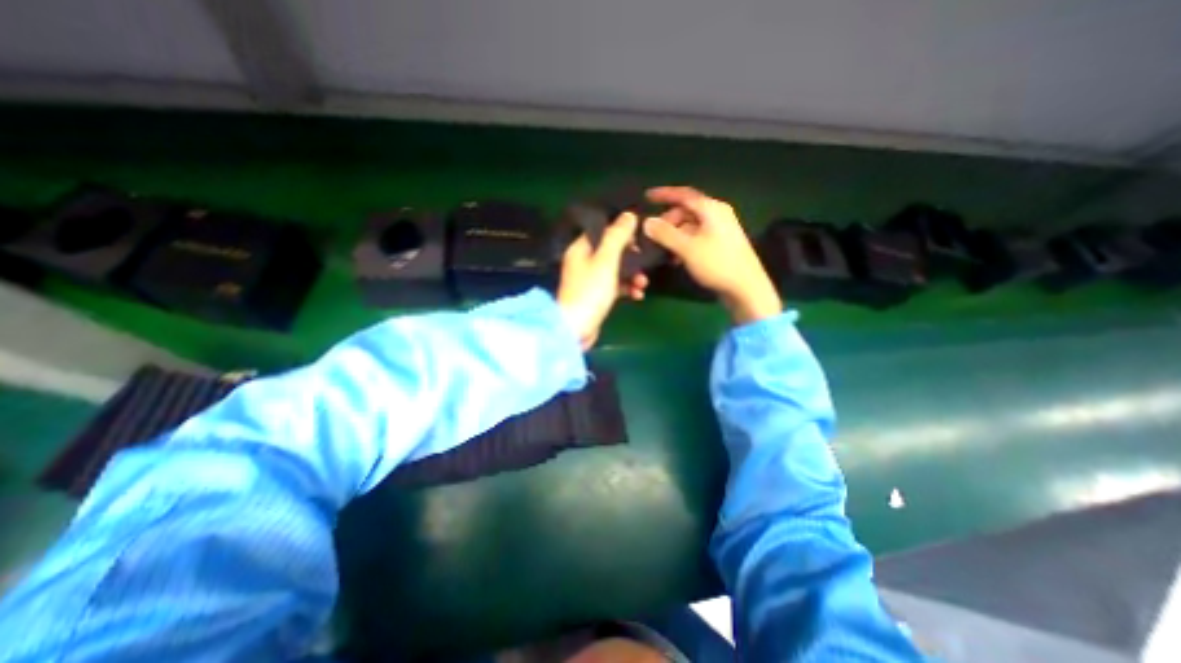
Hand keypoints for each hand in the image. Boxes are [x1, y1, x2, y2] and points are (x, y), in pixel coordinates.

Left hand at [560, 213, 650, 349]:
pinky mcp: (597, 296)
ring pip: (616, 270)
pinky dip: (627, 288)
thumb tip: (629, 215)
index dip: (621, 231)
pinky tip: (638, 295)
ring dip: (632, 275)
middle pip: (612, 251)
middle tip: (646, 261)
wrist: (577, 329)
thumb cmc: (590, 291)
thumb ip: (617, 237)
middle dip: (631, 257)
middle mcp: (583, 261)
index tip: (640, 237)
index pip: (602, 231)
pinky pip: (615, 286)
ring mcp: (590, 280)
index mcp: (580, 248)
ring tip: (643, 283)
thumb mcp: (606, 260)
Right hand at [641, 183, 782, 322]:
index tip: (647, 197)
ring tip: (664, 251)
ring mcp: (720, 229)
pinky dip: (684, 243)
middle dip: (668, 221)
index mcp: (711, 209)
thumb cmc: (717, 264)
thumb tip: (646, 222)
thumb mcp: (687, 248)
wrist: (746, 287)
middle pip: (686, 211)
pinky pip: (696, 237)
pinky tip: (677, 258)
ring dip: (675, 235)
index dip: (664, 194)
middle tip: (653, 235)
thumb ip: (665, 234)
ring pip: (690, 226)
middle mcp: (717, 214)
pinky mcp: (720, 244)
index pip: (684, 195)